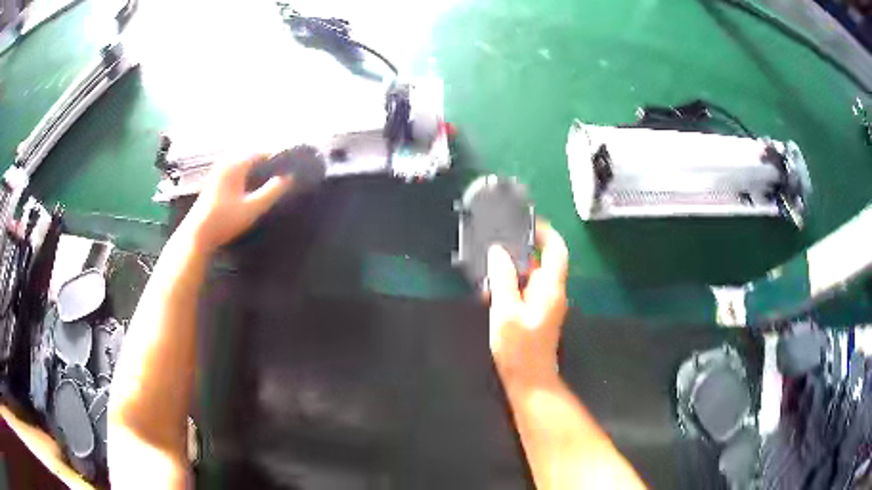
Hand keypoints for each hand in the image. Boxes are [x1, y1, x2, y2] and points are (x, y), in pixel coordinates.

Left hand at [182, 153, 292, 252]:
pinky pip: (235, 168)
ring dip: (256, 169)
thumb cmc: (225, 220)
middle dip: (267, 163)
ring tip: (269, 182)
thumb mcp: (252, 208)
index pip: (262, 152)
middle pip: (252, 155)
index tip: (290, 169)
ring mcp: (218, 169)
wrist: (198, 233)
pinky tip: (251, 188)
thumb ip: (271, 192)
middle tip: (282, 176)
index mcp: (236, 163)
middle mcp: (226, 161)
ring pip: (243, 162)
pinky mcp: (214, 179)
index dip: (277, 159)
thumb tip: (289, 178)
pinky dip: (246, 173)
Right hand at [487, 219, 568, 385]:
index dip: (545, 232)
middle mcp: (552, 291)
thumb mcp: (505, 311)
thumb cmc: (519, 348)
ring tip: (487, 269)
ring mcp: (545, 303)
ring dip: (511, 270)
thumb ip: (503, 279)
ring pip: (530, 276)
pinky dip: (510, 285)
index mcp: (550, 288)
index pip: (556, 250)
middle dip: (519, 251)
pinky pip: (525, 290)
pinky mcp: (536, 313)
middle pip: (541, 261)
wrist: (529, 380)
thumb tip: (499, 252)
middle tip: (495, 245)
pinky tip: (490, 291)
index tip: (526, 221)